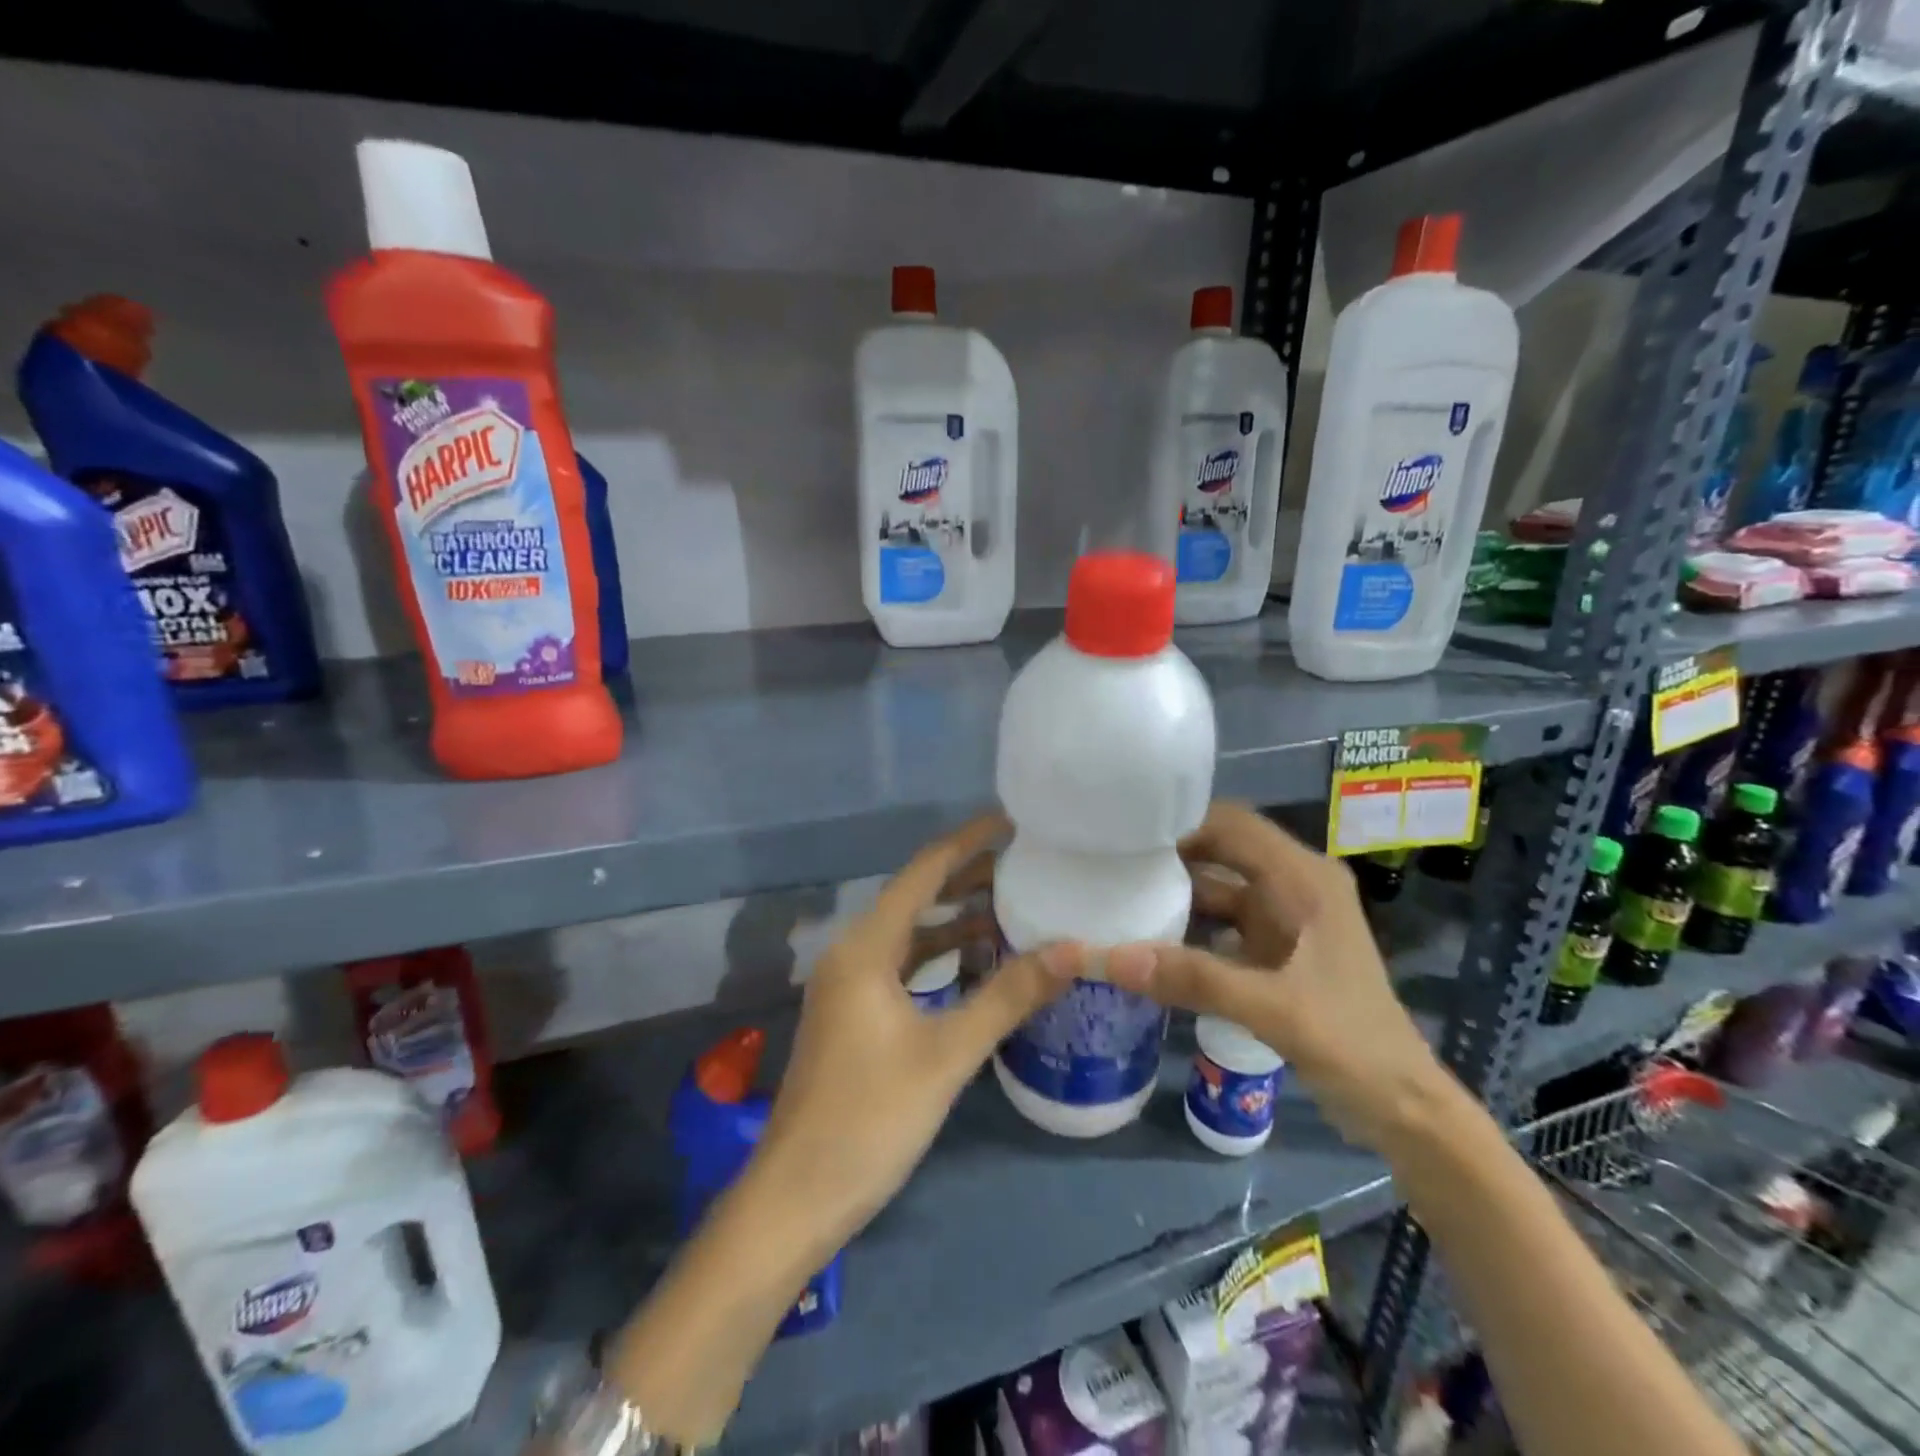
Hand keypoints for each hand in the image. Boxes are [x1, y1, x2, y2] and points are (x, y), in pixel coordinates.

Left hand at [754, 813, 1081, 1251]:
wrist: (797, 1197)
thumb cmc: (870, 1118)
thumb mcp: (947, 1054)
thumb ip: (1008, 996)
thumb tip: (1074, 948)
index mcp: (866, 947)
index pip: (923, 872)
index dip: (967, 841)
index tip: (1011, 821)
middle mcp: (854, 954)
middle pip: (917, 898)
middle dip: (968, 878)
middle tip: (1027, 864)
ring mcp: (851, 987)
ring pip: (912, 936)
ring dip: (957, 921)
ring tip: (1015, 907)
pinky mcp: (856, 1016)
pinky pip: (905, 968)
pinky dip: (942, 959)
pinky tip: (981, 966)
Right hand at [1104, 801, 1449, 1152]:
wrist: (1400, 1105)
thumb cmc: (1351, 1043)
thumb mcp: (1272, 1009)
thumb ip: (1192, 979)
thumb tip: (1109, 957)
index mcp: (1304, 879)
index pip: (1233, 825)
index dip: (1182, 822)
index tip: (1127, 835)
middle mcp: (1294, 885)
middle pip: (1221, 850)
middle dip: (1170, 854)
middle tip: (1111, 861)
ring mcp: (1284, 917)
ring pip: (1218, 887)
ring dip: (1175, 892)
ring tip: (1118, 893)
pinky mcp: (1274, 947)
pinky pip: (1221, 921)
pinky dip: (1188, 926)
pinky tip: (1148, 938)